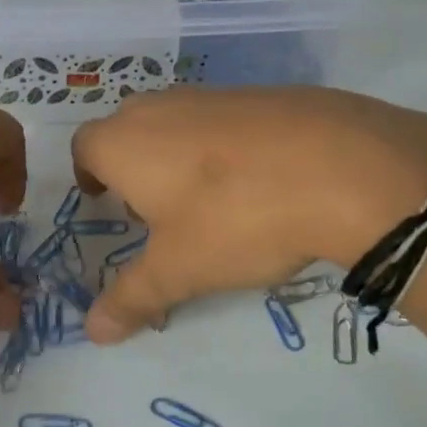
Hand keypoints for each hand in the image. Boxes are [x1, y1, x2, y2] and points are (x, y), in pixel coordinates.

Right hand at [70, 87, 426, 341]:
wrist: (341, 166)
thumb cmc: (235, 218)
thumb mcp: (179, 270)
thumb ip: (131, 298)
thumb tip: (93, 333)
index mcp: (125, 142)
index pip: (84, 147)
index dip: (87, 173)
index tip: (102, 199)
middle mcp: (161, 107)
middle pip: (128, 129)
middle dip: (131, 166)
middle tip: (152, 209)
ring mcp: (214, 94)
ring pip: (177, 122)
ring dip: (177, 156)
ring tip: (208, 202)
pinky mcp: (264, 93)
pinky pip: (224, 120)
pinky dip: (225, 147)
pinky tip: (259, 182)